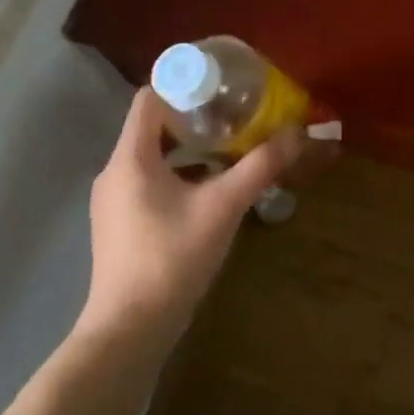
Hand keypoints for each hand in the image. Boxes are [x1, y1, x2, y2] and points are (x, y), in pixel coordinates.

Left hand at [73, 88, 301, 350]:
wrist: (130, 330)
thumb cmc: (172, 258)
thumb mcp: (223, 207)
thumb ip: (260, 167)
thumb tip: (299, 133)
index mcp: (131, 158)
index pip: (149, 98)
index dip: (183, 85)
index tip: (221, 86)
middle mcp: (115, 172)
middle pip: (152, 125)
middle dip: (194, 116)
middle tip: (235, 114)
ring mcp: (114, 200)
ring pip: (152, 155)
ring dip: (189, 147)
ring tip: (229, 146)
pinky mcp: (121, 223)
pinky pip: (150, 181)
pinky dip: (180, 173)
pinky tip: (211, 187)